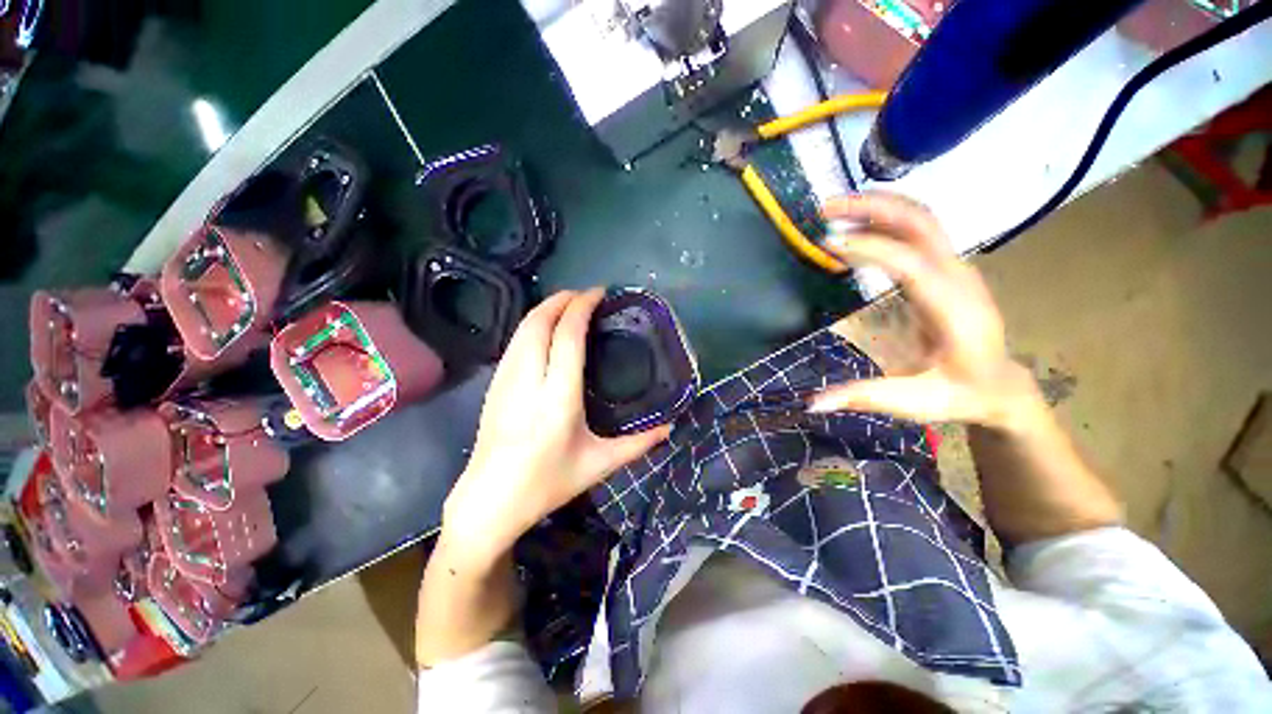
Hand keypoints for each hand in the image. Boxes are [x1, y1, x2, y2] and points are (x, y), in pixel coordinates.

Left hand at [440, 289, 670, 565]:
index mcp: (557, 398)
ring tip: (568, 306)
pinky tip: (546, 332)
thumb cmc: (547, 484)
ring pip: (523, 329)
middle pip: (539, 322)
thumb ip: (638, 445)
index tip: (598, 294)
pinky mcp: (494, 385)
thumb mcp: (598, 465)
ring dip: (545, 309)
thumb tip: (670, 428)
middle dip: (561, 299)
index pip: (567, 336)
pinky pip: (515, 342)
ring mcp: (505, 381)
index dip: (581, 308)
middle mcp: (528, 381)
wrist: (490, 501)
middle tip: (585, 295)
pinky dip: (533, 325)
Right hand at [809, 193, 1039, 427]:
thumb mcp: (913, 402)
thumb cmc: (960, 394)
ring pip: (921, 218)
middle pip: (922, 222)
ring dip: (878, 206)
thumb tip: (810, 403)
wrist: (1000, 384)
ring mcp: (956, 268)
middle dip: (874, 207)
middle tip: (825, 207)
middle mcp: (959, 278)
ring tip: (834, 209)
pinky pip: (917, 231)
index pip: (913, 263)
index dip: (870, 249)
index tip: (828, 243)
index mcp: (954, 310)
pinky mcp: (946, 269)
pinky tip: (856, 226)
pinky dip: (884, 219)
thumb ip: (862, 397)